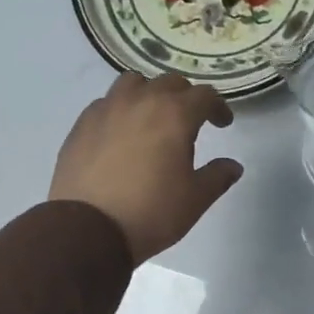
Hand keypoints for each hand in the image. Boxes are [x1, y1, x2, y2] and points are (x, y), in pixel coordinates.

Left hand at [51, 72, 243, 263]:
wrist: (88, 230)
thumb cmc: (151, 212)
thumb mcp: (195, 199)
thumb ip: (217, 176)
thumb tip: (232, 166)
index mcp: (174, 115)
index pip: (204, 95)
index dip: (218, 107)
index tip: (222, 123)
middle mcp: (140, 101)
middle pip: (169, 83)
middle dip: (185, 97)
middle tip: (191, 120)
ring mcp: (106, 110)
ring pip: (133, 83)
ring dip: (149, 93)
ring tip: (152, 116)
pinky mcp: (81, 125)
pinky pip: (106, 103)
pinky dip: (120, 109)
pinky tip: (121, 133)